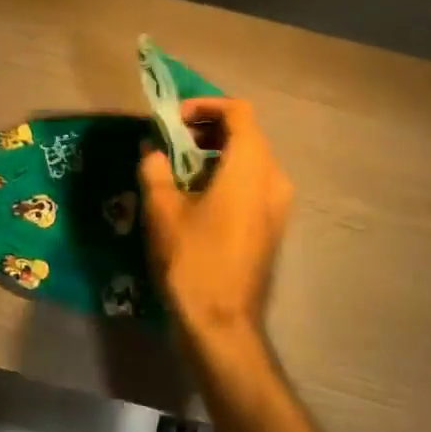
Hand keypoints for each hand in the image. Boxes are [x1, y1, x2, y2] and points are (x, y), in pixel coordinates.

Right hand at [138, 98, 292, 354]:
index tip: (174, 120)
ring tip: (180, 165)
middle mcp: (274, 178)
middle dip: (208, 128)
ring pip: (251, 158)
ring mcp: (278, 204)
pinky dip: (228, 174)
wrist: (223, 325)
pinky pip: (253, 182)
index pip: (239, 111)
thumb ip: (155, 169)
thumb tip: (151, 150)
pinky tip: (197, 194)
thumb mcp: (163, 210)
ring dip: (217, 152)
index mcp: (251, 166)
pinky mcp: (273, 226)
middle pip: (247, 133)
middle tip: (173, 139)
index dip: (206, 106)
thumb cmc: (193, 260)